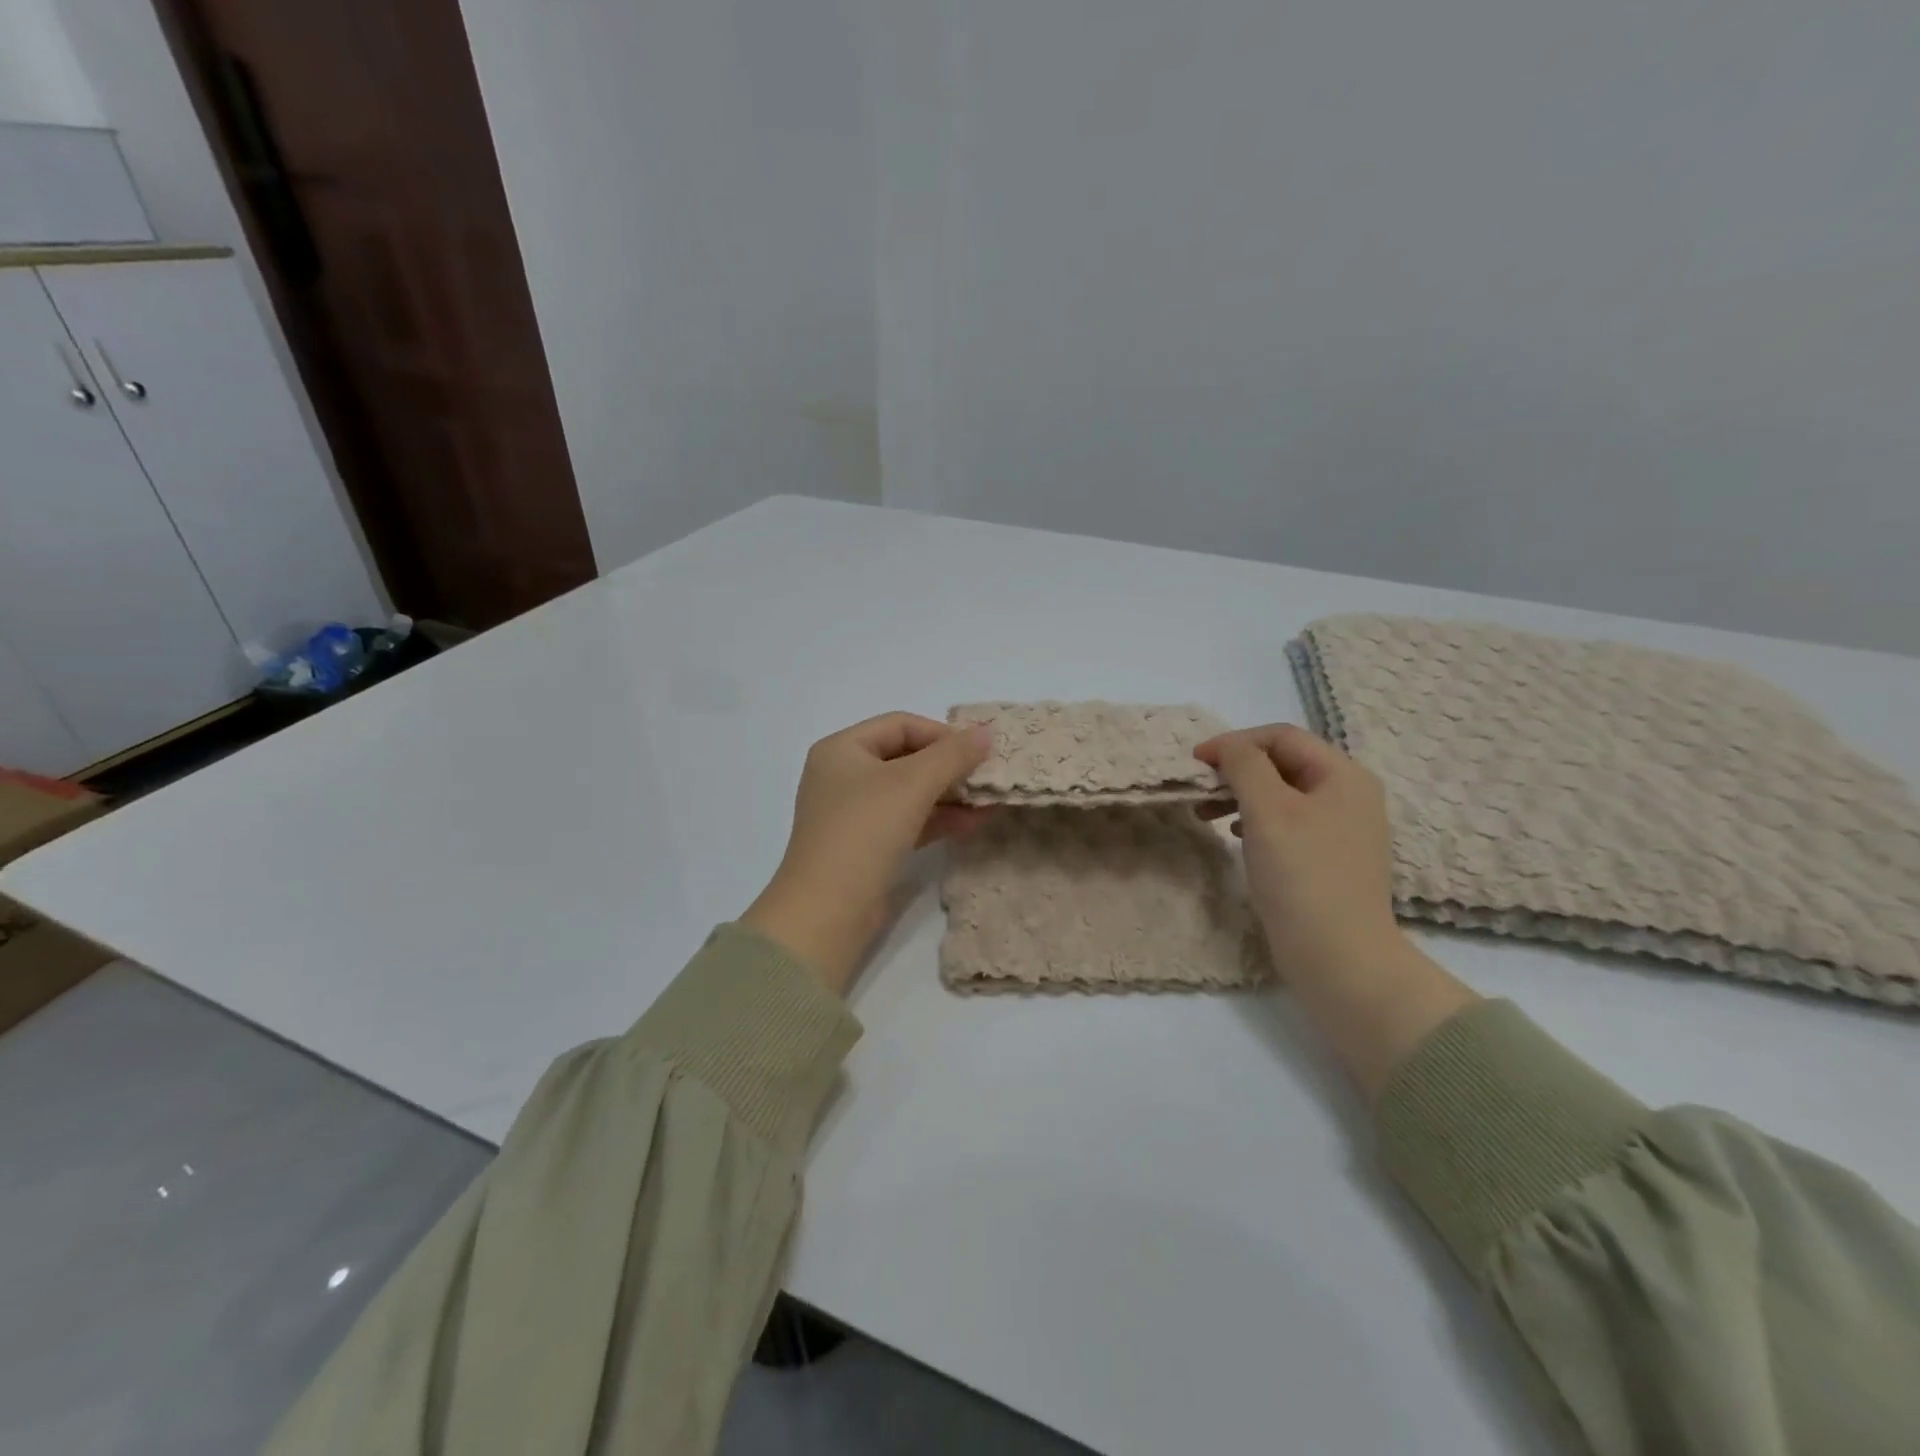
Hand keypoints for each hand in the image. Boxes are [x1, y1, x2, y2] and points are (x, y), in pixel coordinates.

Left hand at [743, 713, 991, 993]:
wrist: (828, 912)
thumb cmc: (865, 832)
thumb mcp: (912, 784)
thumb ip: (952, 755)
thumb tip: (985, 733)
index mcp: (841, 750)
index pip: (900, 725)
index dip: (941, 733)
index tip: (978, 751)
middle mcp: (843, 776)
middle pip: (905, 757)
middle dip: (948, 766)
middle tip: (987, 776)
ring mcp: (853, 814)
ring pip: (909, 792)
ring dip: (948, 794)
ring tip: (987, 801)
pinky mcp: (866, 847)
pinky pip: (907, 821)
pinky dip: (938, 819)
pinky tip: (972, 824)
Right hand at [1195, 724, 1475, 1094]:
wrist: (1338, 957)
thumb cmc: (1302, 875)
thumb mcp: (1268, 810)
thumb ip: (1245, 765)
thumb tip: (1227, 746)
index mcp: (1343, 776)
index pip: (1281, 737)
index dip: (1235, 742)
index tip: (1196, 762)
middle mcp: (1348, 795)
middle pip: (1281, 763)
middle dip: (1235, 770)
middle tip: (1199, 789)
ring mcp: (1340, 829)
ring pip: (1280, 793)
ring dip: (1240, 795)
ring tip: (1206, 814)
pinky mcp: (1326, 858)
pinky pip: (1285, 822)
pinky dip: (1254, 820)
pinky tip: (1234, 835)